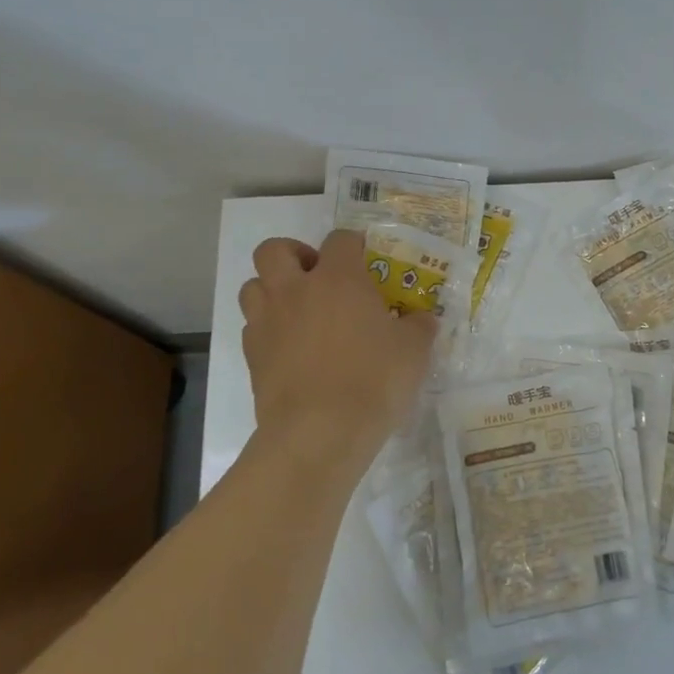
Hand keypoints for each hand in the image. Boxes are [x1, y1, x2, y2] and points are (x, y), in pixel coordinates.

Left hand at [238, 230, 437, 484]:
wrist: (319, 433)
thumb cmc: (373, 381)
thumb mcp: (414, 351)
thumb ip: (418, 327)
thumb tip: (422, 319)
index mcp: (338, 279)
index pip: (340, 239)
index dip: (353, 246)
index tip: (365, 261)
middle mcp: (296, 290)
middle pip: (274, 250)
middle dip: (294, 255)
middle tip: (317, 278)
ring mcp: (268, 322)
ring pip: (253, 286)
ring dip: (273, 291)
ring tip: (299, 312)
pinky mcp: (251, 356)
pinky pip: (252, 327)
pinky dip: (268, 330)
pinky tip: (291, 350)